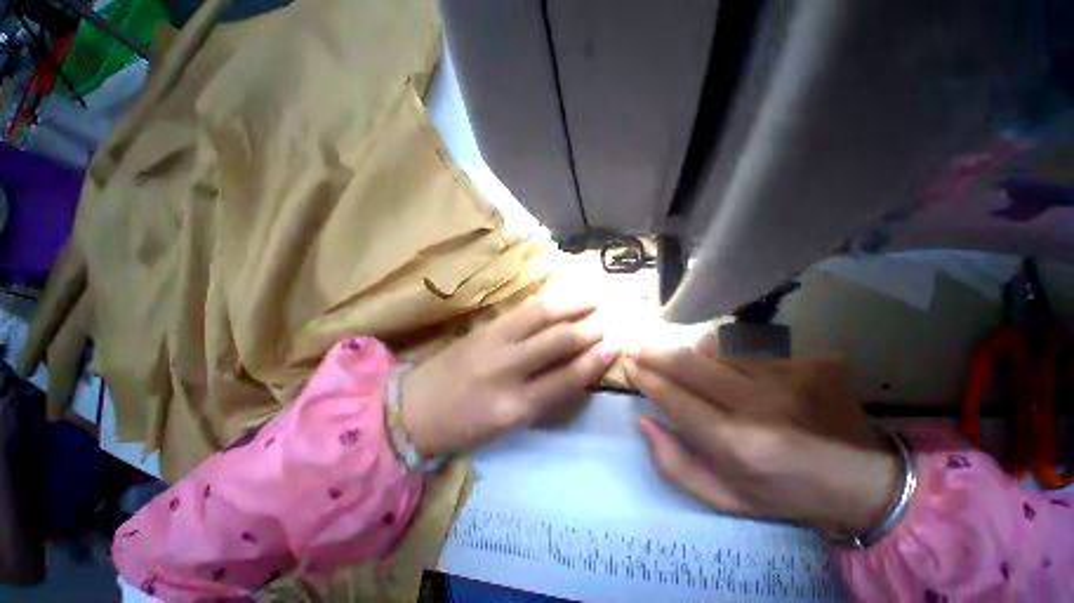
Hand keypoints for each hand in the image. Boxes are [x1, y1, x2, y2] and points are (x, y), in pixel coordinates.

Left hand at [400, 297, 619, 456]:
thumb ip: (542, 398)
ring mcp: (492, 342)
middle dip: (587, 329)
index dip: (594, 361)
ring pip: (540, 316)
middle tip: (606, 321)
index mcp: (514, 406)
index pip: (566, 379)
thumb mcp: (507, 426)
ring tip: (591, 298)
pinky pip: (521, 309)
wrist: (411, 409)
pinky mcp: (483, 327)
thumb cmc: (463, 426)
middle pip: (557, 341)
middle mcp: (507, 370)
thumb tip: (574, 372)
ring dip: (570, 305)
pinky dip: (546, 301)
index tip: (614, 346)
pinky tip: (559, 297)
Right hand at [625, 336, 899, 537]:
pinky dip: (724, 354)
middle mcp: (760, 406)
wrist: (864, 482)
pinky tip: (725, 365)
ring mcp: (788, 378)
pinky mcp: (808, 363)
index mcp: (739, 446)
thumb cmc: (786, 496)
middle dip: (656, 354)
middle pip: (690, 364)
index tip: (630, 366)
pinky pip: (747, 349)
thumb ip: (675, 464)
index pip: (675, 398)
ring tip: (680, 359)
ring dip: (689, 353)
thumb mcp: (726, 499)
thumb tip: (644, 421)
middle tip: (637, 347)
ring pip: (716, 350)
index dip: (647, 378)